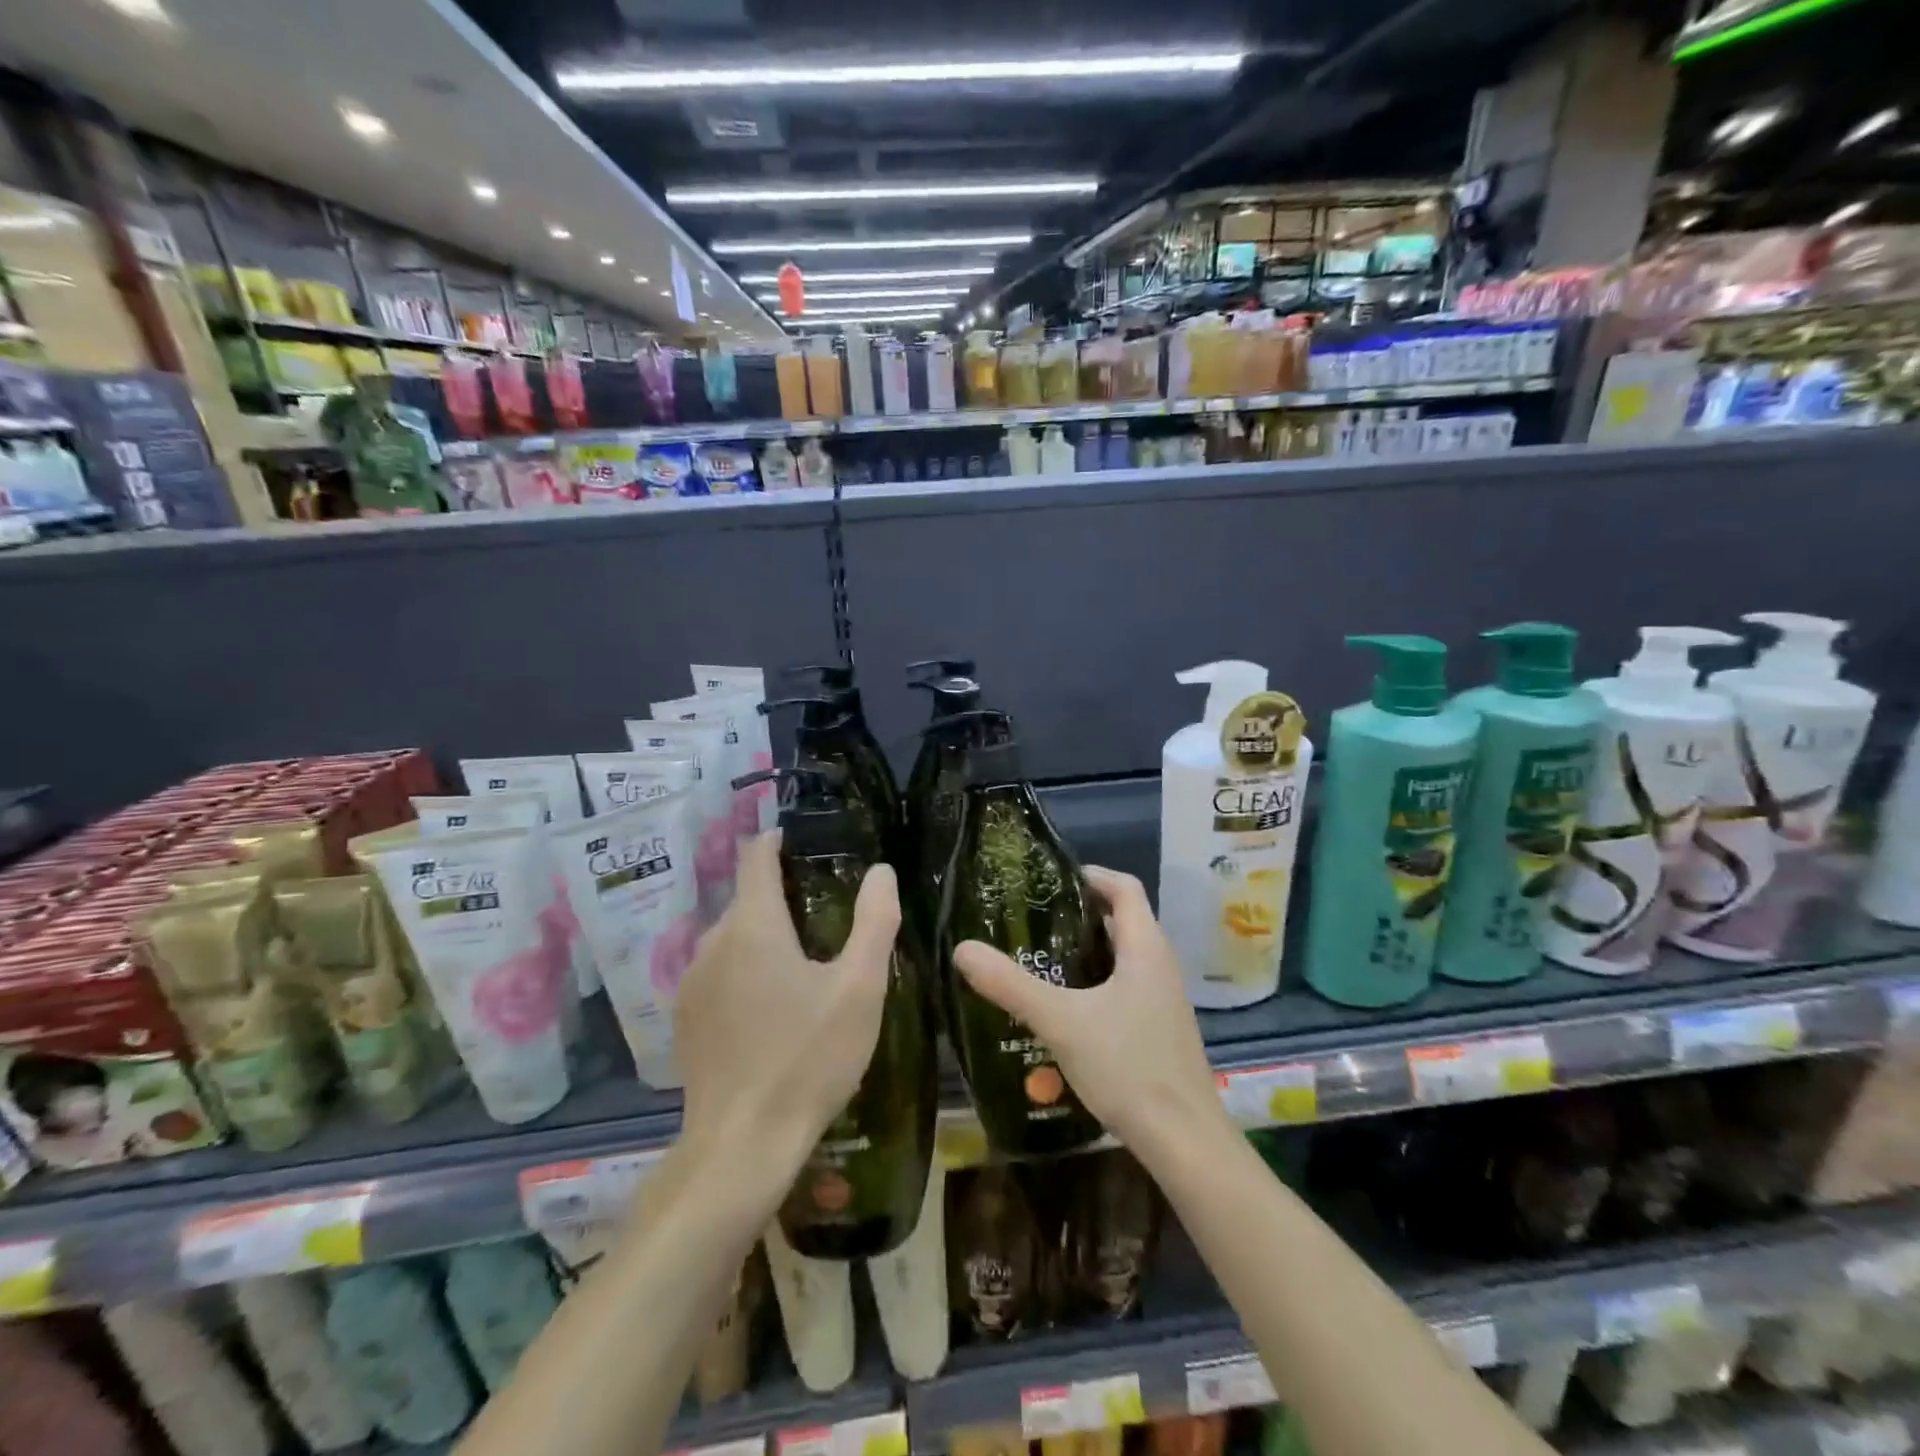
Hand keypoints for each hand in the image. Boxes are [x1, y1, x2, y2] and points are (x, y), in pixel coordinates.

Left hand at [673, 832, 899, 1180]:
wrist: (741, 1146)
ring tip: (804, 959)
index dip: (778, 840)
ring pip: (732, 938)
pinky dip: (745, 969)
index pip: (756, 857)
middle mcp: (712, 943)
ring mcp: (692, 983)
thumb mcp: (859, 988)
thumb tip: (881, 871)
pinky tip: (772, 1006)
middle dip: (782, 894)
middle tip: (826, 911)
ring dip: (764, 936)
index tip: (804, 840)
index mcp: (752, 926)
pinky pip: (719, 973)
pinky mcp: (686, 1020)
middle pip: (747, 899)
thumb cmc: (807, 1058)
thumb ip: (874, 921)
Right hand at [952, 866, 1228, 1156]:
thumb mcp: (1061, 1022)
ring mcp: (1163, 999)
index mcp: (1146, 947)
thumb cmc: (1128, 1067)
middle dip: (1079, 914)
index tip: (1050, 880)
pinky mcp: (1159, 1029)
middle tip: (1032, 920)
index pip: (1124, 888)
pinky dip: (1095, 983)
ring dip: (1085, 952)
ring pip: (1122, 957)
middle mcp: (1160, 965)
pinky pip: (1125, 987)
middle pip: (1122, 920)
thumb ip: (1011, 985)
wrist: (1184, 1142)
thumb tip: (962, 949)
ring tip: (1039, 959)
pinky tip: (1064, 1009)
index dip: (1090, 874)